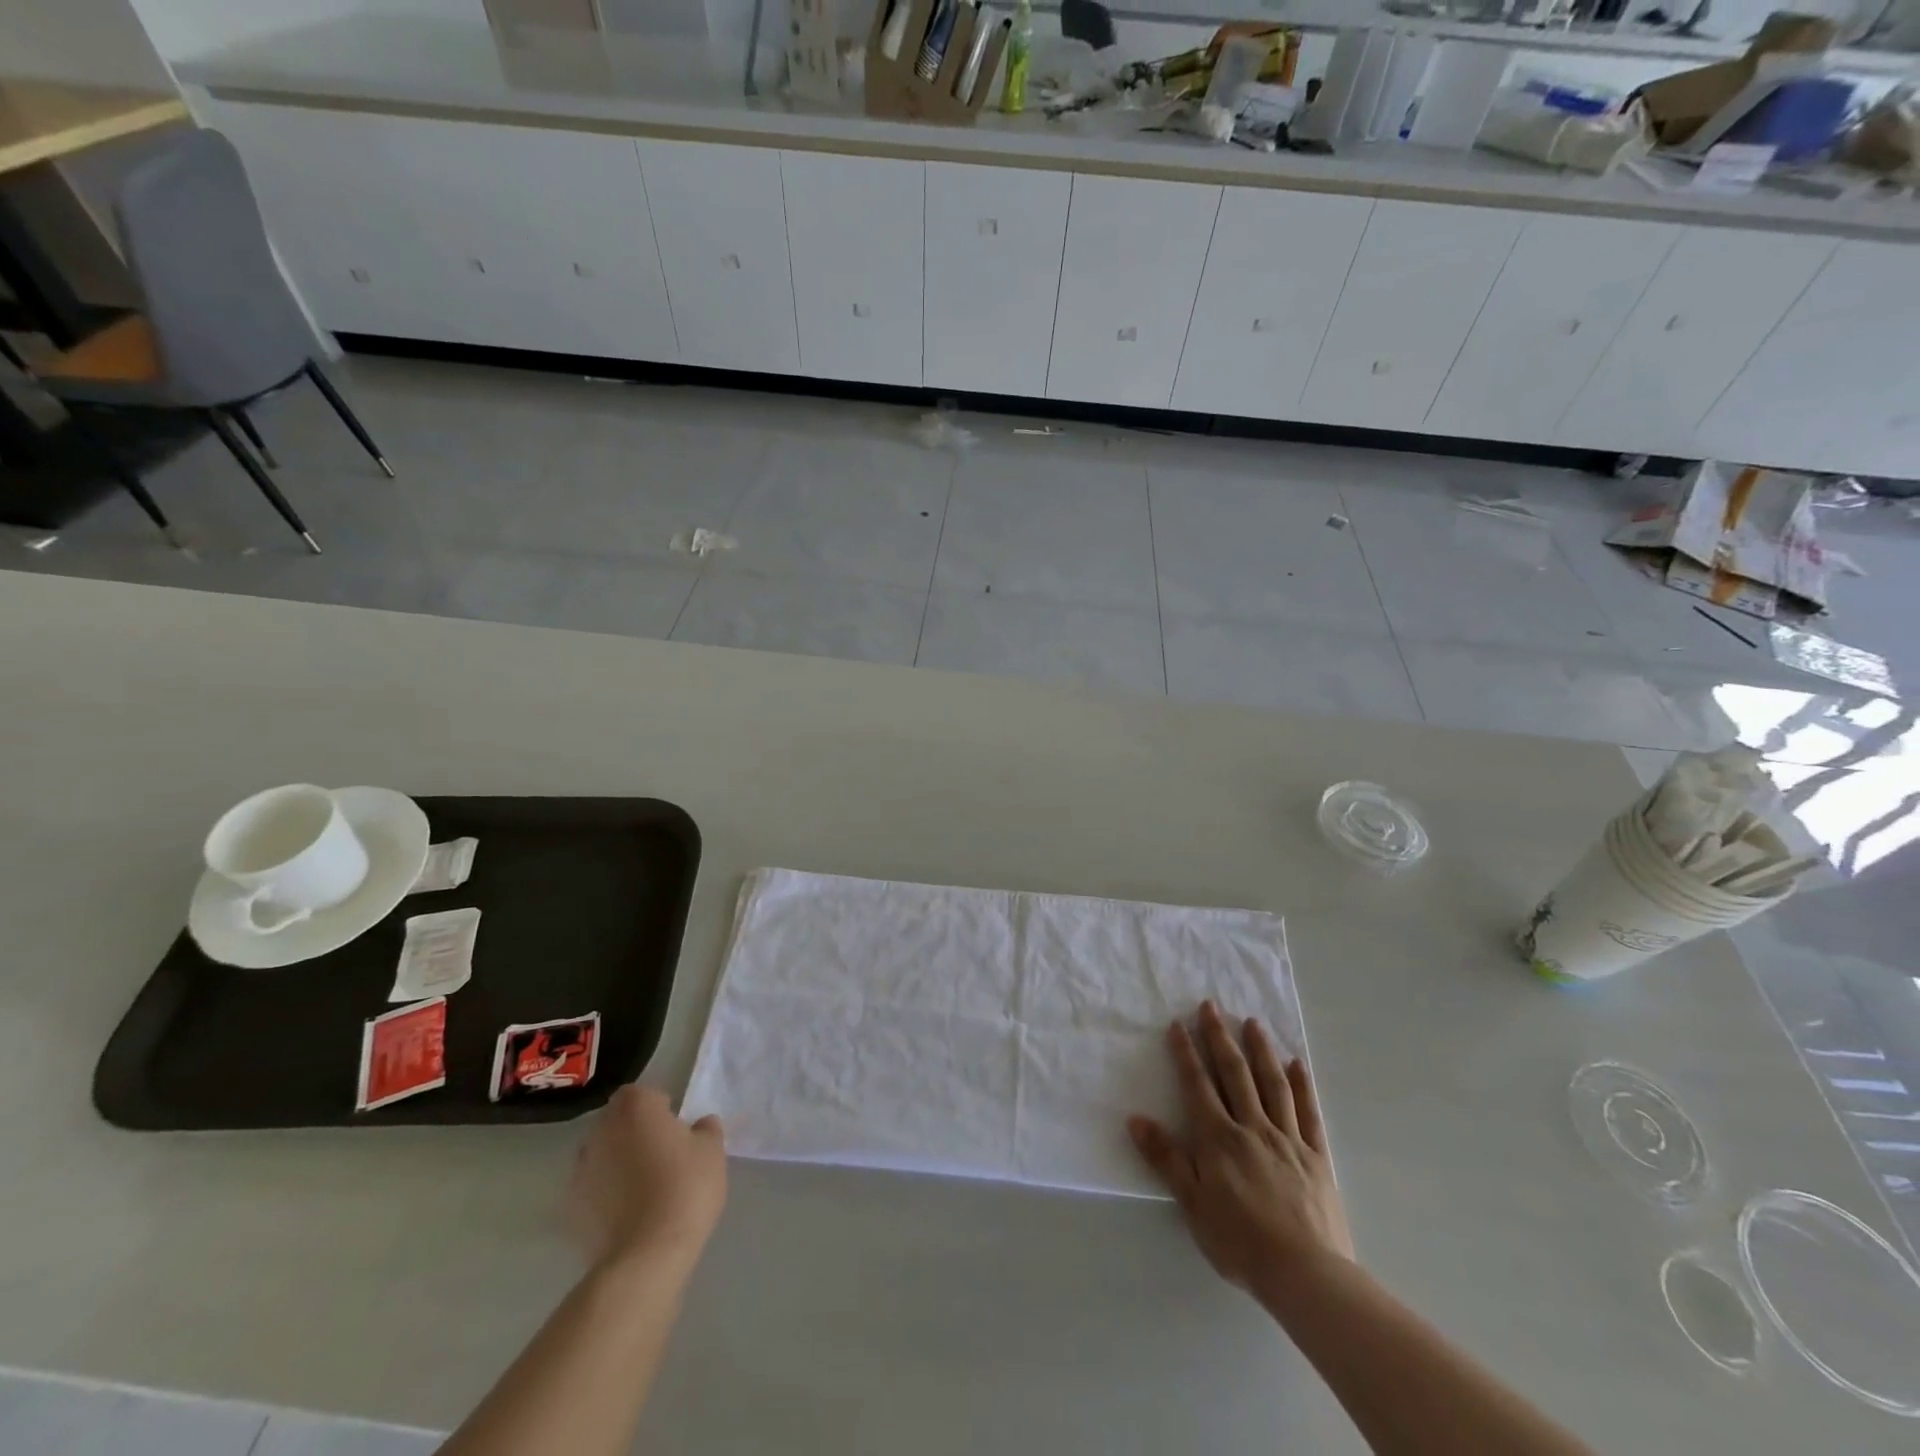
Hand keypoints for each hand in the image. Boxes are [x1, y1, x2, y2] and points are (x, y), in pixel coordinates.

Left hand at [570, 1085, 726, 1272]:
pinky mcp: (570, 1208)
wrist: (645, 1256)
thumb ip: (705, 1129)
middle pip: (617, 1122)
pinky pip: (593, 1189)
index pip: (642, 1094)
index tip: (675, 1129)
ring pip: (602, 1155)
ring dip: (618, 1162)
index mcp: (635, 1107)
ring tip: (644, 1187)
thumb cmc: (684, 1188)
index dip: (658, 1109)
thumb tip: (699, 1126)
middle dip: (635, 1133)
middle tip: (662, 1155)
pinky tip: (628, 1214)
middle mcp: (601, 1131)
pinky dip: (606, 1194)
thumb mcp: (712, 1151)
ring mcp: (580, 1170)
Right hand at [1128, 1001, 1351, 1295]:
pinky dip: (1301, 1085)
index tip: (1178, 1023)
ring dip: (1261, 1050)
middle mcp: (1252, 1128)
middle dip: (1220, 1038)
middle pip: (1235, 1074)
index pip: (1198, 1085)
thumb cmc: (1240, 1241)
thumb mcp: (1192, 1204)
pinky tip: (1296, 1064)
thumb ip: (1165, 1158)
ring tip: (1253, 1022)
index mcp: (1219, 1139)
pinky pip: (1307, 1112)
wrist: (1306, 1274)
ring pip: (1272, 1084)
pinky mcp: (1316, 1157)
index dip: (1186, 1053)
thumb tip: (1136, 1118)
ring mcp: (1287, 1139)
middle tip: (1211, 1006)